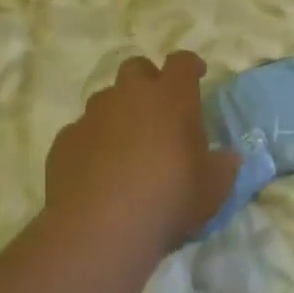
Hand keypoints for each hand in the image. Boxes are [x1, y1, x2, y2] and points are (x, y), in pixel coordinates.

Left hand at [44, 53, 242, 251]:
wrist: (101, 229)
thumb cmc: (169, 199)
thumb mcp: (213, 189)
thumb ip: (223, 167)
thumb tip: (228, 157)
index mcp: (171, 98)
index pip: (182, 62)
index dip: (190, 66)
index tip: (197, 75)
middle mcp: (130, 96)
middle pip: (137, 68)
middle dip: (147, 80)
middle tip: (157, 108)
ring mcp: (92, 116)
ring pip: (105, 99)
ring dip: (118, 112)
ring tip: (126, 145)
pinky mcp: (64, 141)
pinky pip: (81, 132)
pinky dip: (92, 143)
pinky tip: (97, 171)